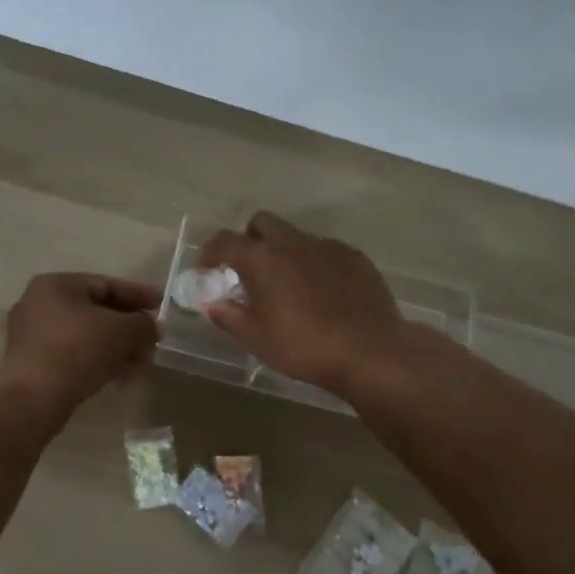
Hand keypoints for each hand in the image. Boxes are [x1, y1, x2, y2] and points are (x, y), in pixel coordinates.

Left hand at [0, 272, 160, 418]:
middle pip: (96, 311)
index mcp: (56, 285)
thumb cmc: (77, 350)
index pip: (106, 284)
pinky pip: (75, 354)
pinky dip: (100, 360)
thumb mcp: (121, 331)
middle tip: (154, 339)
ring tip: (144, 362)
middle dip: (129, 327)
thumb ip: (143, 324)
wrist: (33, 398)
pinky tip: (123, 376)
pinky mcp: (34, 363)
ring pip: (87, 336)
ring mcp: (34, 335)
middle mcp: (40, 304)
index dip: (138, 294)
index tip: (161, 304)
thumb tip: (152, 328)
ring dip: (118, 347)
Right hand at [196, 212, 408, 396]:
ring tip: (287, 286)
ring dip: (283, 252)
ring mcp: (327, 246)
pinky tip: (320, 294)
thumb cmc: (302, 346)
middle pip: (262, 223)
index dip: (209, 252)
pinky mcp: (355, 257)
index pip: (224, 241)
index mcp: (262, 258)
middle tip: (247, 270)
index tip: (205, 268)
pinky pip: (324, 251)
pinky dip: (313, 264)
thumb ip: (228, 316)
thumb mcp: (255, 338)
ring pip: (295, 237)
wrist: (369, 351)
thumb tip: (211, 304)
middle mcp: (292, 242)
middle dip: (249, 239)